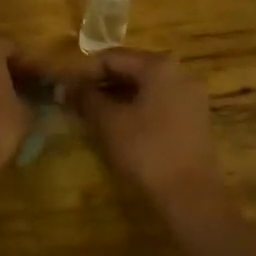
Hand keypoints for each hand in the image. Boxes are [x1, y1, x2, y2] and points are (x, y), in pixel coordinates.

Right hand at [75, 49, 224, 211]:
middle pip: (130, 69)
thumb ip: (85, 98)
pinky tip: (116, 126)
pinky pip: (157, 103)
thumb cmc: (147, 151)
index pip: (112, 57)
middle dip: (100, 84)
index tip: (64, 88)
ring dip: (116, 97)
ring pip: (143, 88)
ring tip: (91, 114)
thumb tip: (62, 86)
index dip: (84, 71)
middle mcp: (179, 73)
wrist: (192, 198)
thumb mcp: (109, 122)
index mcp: (159, 66)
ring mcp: (190, 96)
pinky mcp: (193, 119)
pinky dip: (135, 108)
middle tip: (74, 101)